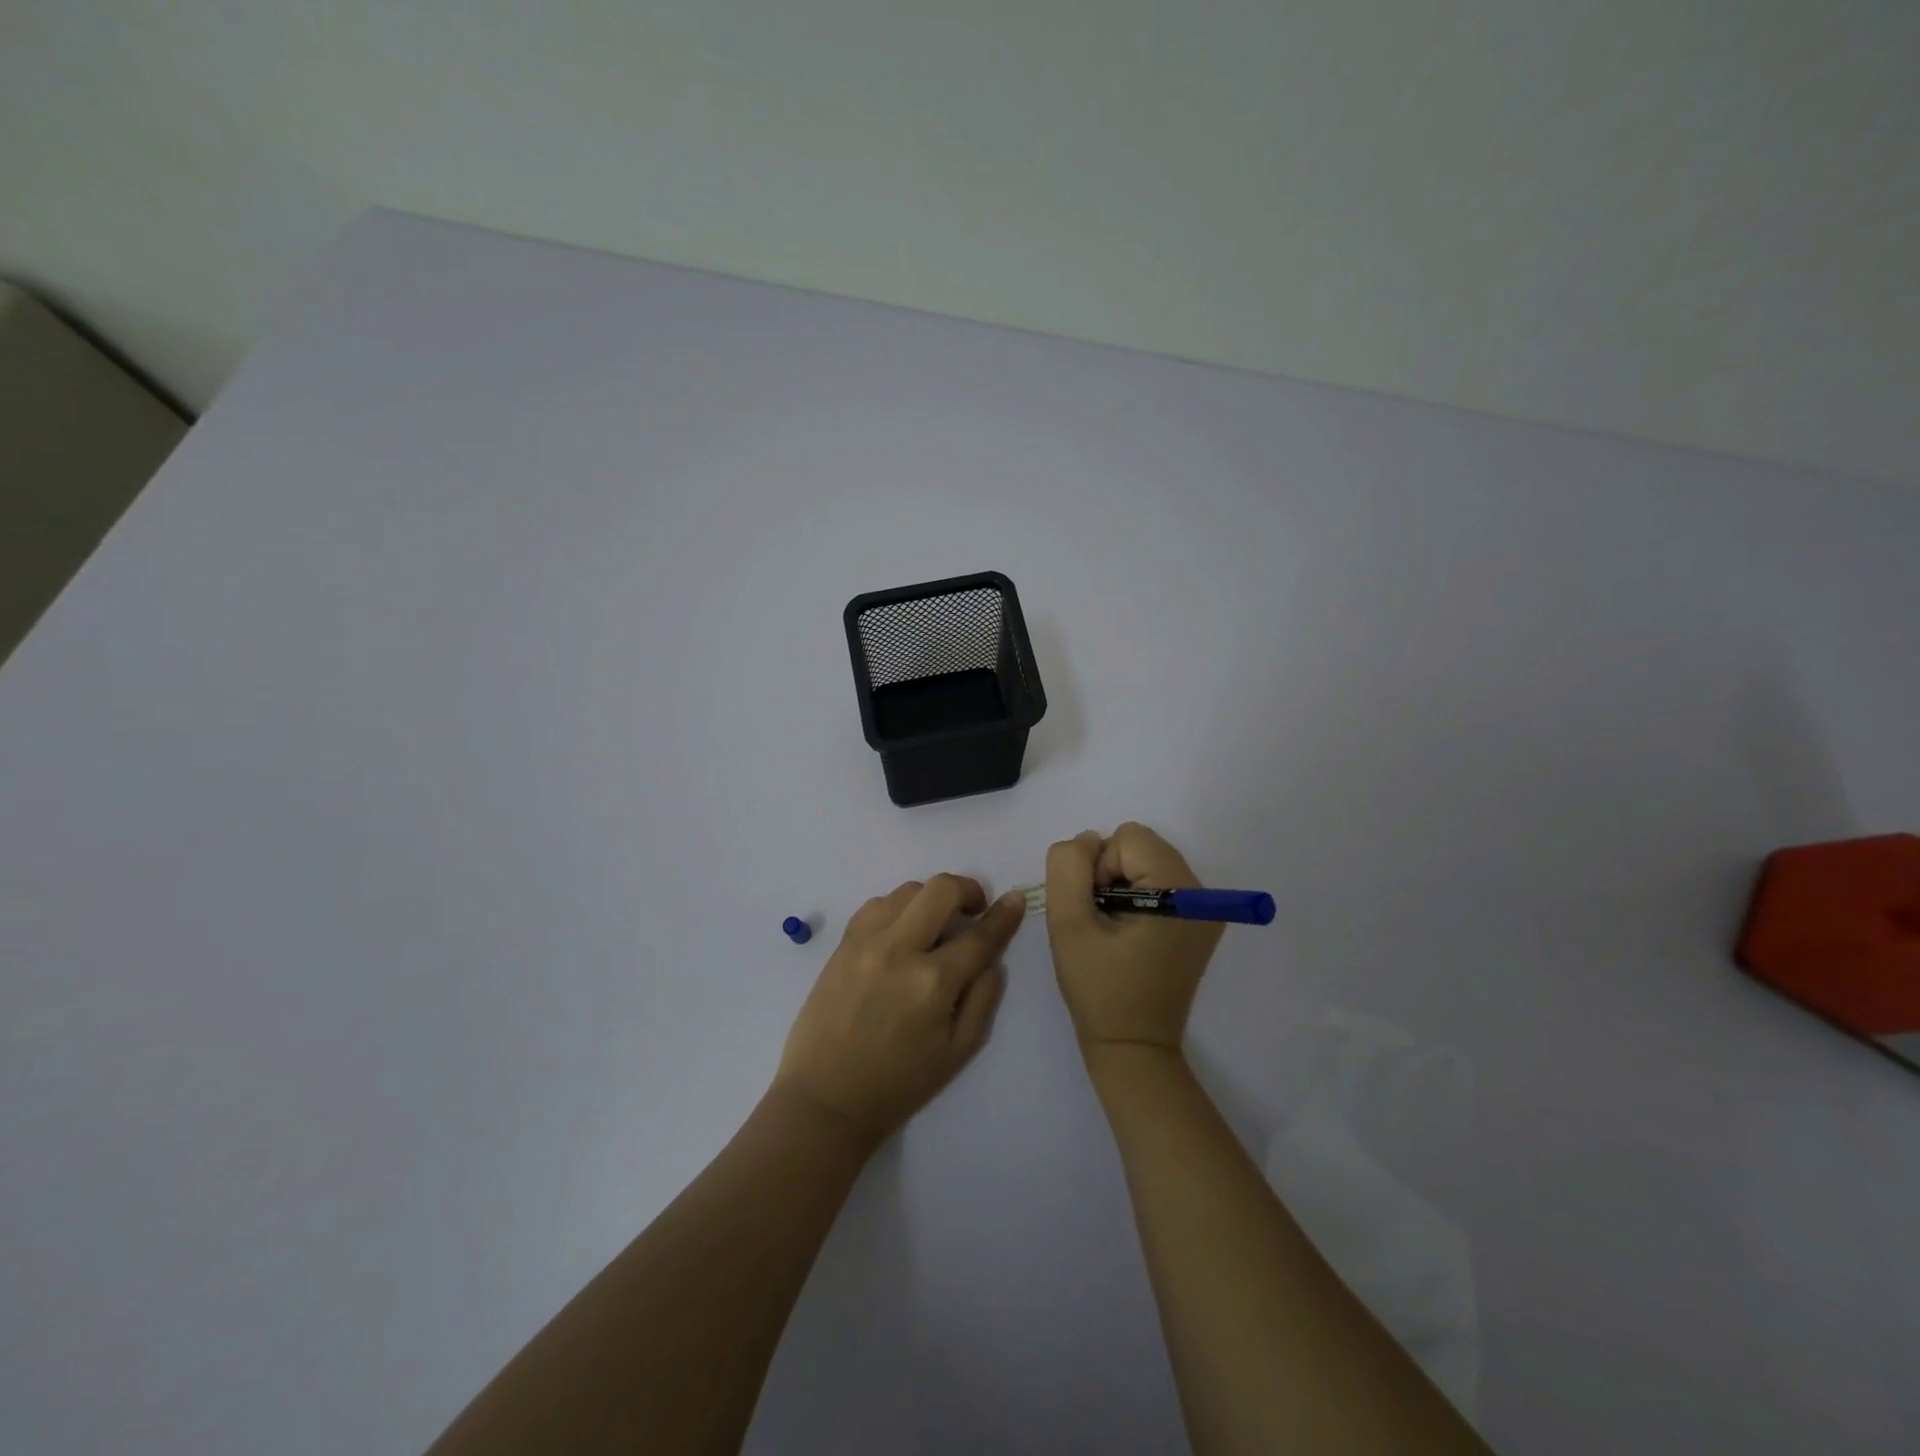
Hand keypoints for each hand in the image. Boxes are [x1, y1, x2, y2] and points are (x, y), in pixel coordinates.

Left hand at [773, 875, 1024, 1142]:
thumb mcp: (958, 1051)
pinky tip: (901, 931)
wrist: (826, 1098)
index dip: (1004, 914)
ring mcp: (865, 942)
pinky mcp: (842, 944)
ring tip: (934, 926)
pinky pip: (876, 904)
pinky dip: (897, 908)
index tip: (1015, 899)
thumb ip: (983, 997)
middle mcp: (899, 950)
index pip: (979, 935)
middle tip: (973, 909)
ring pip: (907, 890)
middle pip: (940, 889)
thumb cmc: (899, 1082)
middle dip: (967, 890)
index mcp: (932, 982)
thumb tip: (992, 956)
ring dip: (930, 899)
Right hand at [1045, 823, 1223, 1055]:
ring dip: (1120, 884)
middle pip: (1141, 845)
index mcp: (1180, 892)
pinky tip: (1128, 933)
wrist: (1133, 1047)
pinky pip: (1157, 881)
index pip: (1127, 838)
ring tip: (1113, 929)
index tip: (1096, 912)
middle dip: (1110, 872)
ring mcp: (1205, 909)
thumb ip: (1068, 869)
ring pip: (1146, 861)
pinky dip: (1135, 896)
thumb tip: (1086, 841)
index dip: (1099, 868)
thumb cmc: (1099, 989)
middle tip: (1103, 920)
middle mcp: (1203, 894)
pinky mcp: (1199, 922)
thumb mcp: (1068, 924)